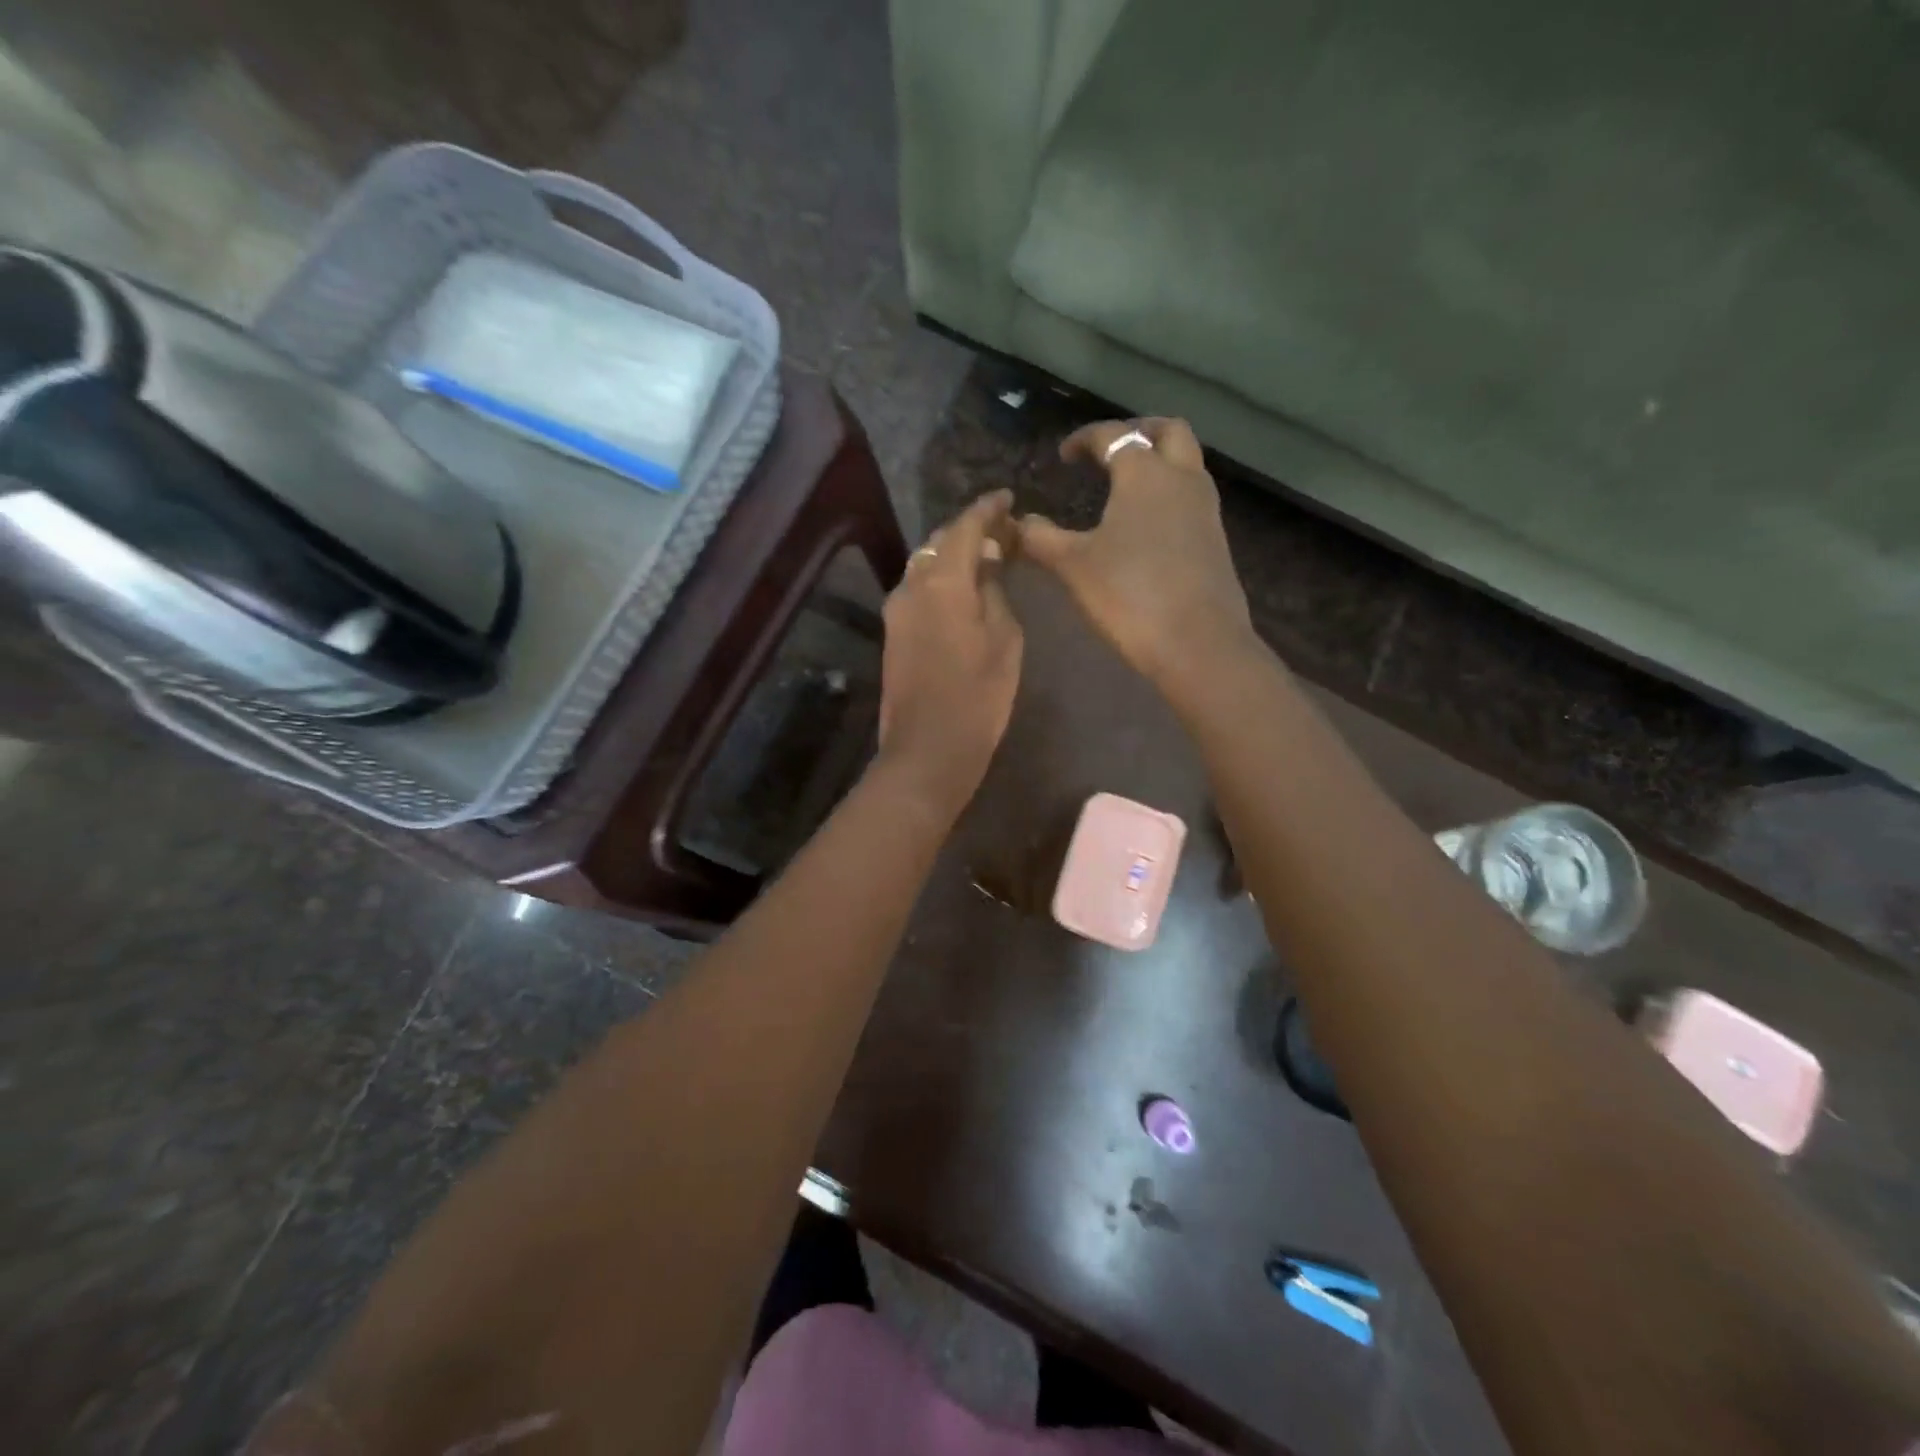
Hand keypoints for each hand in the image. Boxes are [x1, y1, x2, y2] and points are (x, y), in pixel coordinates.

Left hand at [876, 490, 1023, 819]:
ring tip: (985, 560)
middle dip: (970, 531)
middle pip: (940, 542)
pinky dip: (941, 580)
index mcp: (941, 581)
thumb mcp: (1004, 640)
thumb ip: (993, 591)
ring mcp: (895, 611)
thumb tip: (986, 561)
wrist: (927, 750)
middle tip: (1003, 533)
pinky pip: (918, 590)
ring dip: (953, 556)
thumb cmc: (977, 697)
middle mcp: (910, 585)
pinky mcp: (892, 634)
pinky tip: (963, 591)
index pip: (965, 527)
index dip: (988, 509)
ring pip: (926, 565)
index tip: (1008, 498)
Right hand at [1019, 418, 1253, 686]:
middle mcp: (1182, 479)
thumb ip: (1041, 538)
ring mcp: (1206, 510)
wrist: (1197, 643)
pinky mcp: (1216, 540)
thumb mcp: (1073, 566)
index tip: (1064, 455)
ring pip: (1187, 463)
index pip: (1114, 436)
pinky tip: (1147, 525)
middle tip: (1110, 451)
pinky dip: (1170, 493)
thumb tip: (1018, 522)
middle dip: (1138, 431)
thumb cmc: (1129, 595)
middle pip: (1168, 431)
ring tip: (1126, 485)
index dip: (1085, 438)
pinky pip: (1193, 497)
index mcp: (1145, 474)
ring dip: (1159, 460)